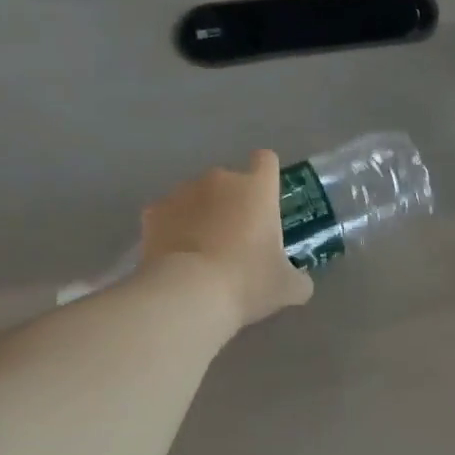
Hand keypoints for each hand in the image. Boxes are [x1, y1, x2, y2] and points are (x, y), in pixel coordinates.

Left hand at [139, 150, 313, 330]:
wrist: (188, 294)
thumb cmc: (247, 282)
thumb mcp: (286, 287)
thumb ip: (298, 278)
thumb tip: (300, 283)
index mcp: (257, 188)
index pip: (266, 161)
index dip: (266, 176)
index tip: (265, 200)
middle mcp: (220, 180)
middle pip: (229, 181)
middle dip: (231, 203)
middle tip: (234, 239)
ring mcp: (183, 192)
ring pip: (196, 196)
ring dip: (200, 214)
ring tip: (199, 251)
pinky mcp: (154, 211)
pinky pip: (167, 214)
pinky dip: (171, 229)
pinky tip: (174, 256)